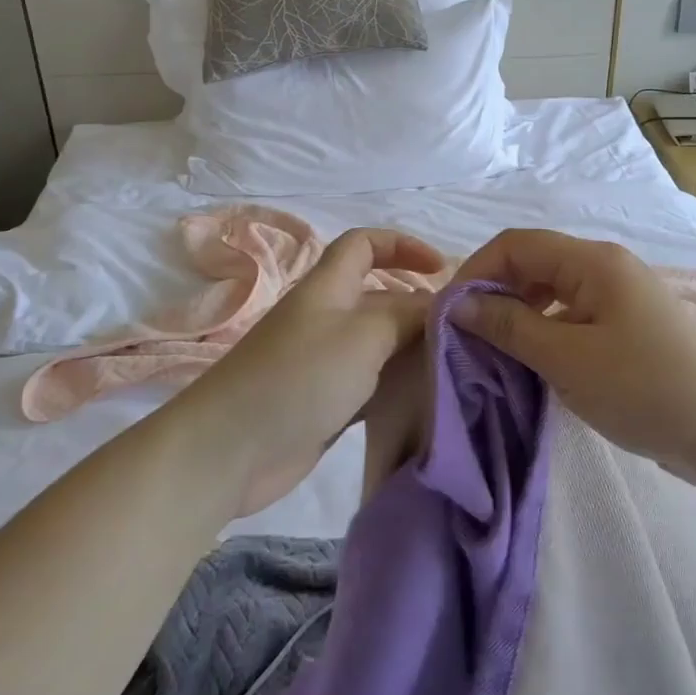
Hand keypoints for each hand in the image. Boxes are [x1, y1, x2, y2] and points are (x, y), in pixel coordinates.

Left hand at [178, 228, 442, 515]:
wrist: (231, 450)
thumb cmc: (299, 377)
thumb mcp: (363, 336)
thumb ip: (406, 316)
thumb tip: (440, 306)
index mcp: (329, 287)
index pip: (364, 244)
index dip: (402, 245)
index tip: (442, 268)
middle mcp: (327, 317)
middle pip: (379, 296)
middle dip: (419, 305)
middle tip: (464, 331)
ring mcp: (324, 361)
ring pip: (379, 343)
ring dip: (412, 349)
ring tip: (456, 364)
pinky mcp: (324, 402)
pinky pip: (371, 383)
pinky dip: (397, 385)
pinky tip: (427, 399)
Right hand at [447, 229, 695, 476]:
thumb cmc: (644, 389)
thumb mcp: (567, 359)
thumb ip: (509, 325)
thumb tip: (460, 302)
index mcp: (593, 261)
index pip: (516, 244)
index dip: (477, 270)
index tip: (449, 312)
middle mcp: (605, 266)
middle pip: (533, 262)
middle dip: (495, 291)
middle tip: (467, 333)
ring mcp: (619, 295)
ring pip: (551, 289)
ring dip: (518, 312)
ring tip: (494, 348)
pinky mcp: (626, 325)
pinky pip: (571, 313)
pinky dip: (544, 329)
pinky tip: (533, 359)